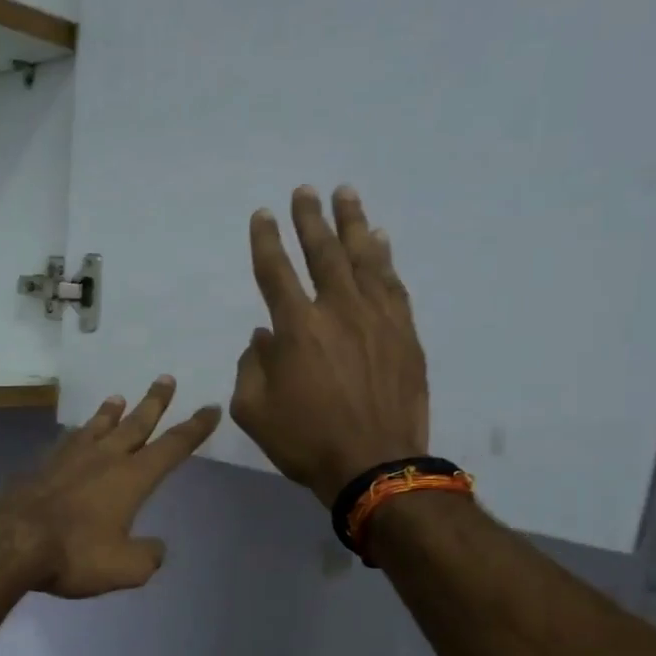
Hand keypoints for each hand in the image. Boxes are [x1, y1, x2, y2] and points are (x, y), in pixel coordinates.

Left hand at [0, 376, 220, 598]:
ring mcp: (70, 458)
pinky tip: (75, 434)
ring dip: (112, 411)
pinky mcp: (42, 466)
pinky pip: (67, 441)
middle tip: (166, 378)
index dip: (194, 428)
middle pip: (136, 424)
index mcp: (132, 478)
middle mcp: (104, 458)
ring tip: (119, 397)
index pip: (172, 447)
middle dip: (155, 402)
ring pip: (98, 426)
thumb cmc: (75, 553)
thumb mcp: (124, 568)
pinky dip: (79, 433)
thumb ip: (147, 557)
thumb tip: (156, 549)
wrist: (12, 542)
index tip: (210, 409)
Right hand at [229, 185, 428, 505]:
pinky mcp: (404, 332)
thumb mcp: (253, 412)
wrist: (375, 464)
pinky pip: (393, 283)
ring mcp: (376, 318)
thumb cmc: (305, 442)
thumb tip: (263, 336)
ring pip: (363, 258)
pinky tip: (380, 240)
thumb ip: (250, 366)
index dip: (266, 240)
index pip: (275, 271)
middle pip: (322, 252)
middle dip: (310, 219)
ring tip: (345, 195)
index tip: (263, 215)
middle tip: (305, 191)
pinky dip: (384, 258)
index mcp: (296, 328)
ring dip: (351, 224)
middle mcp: (337, 310)